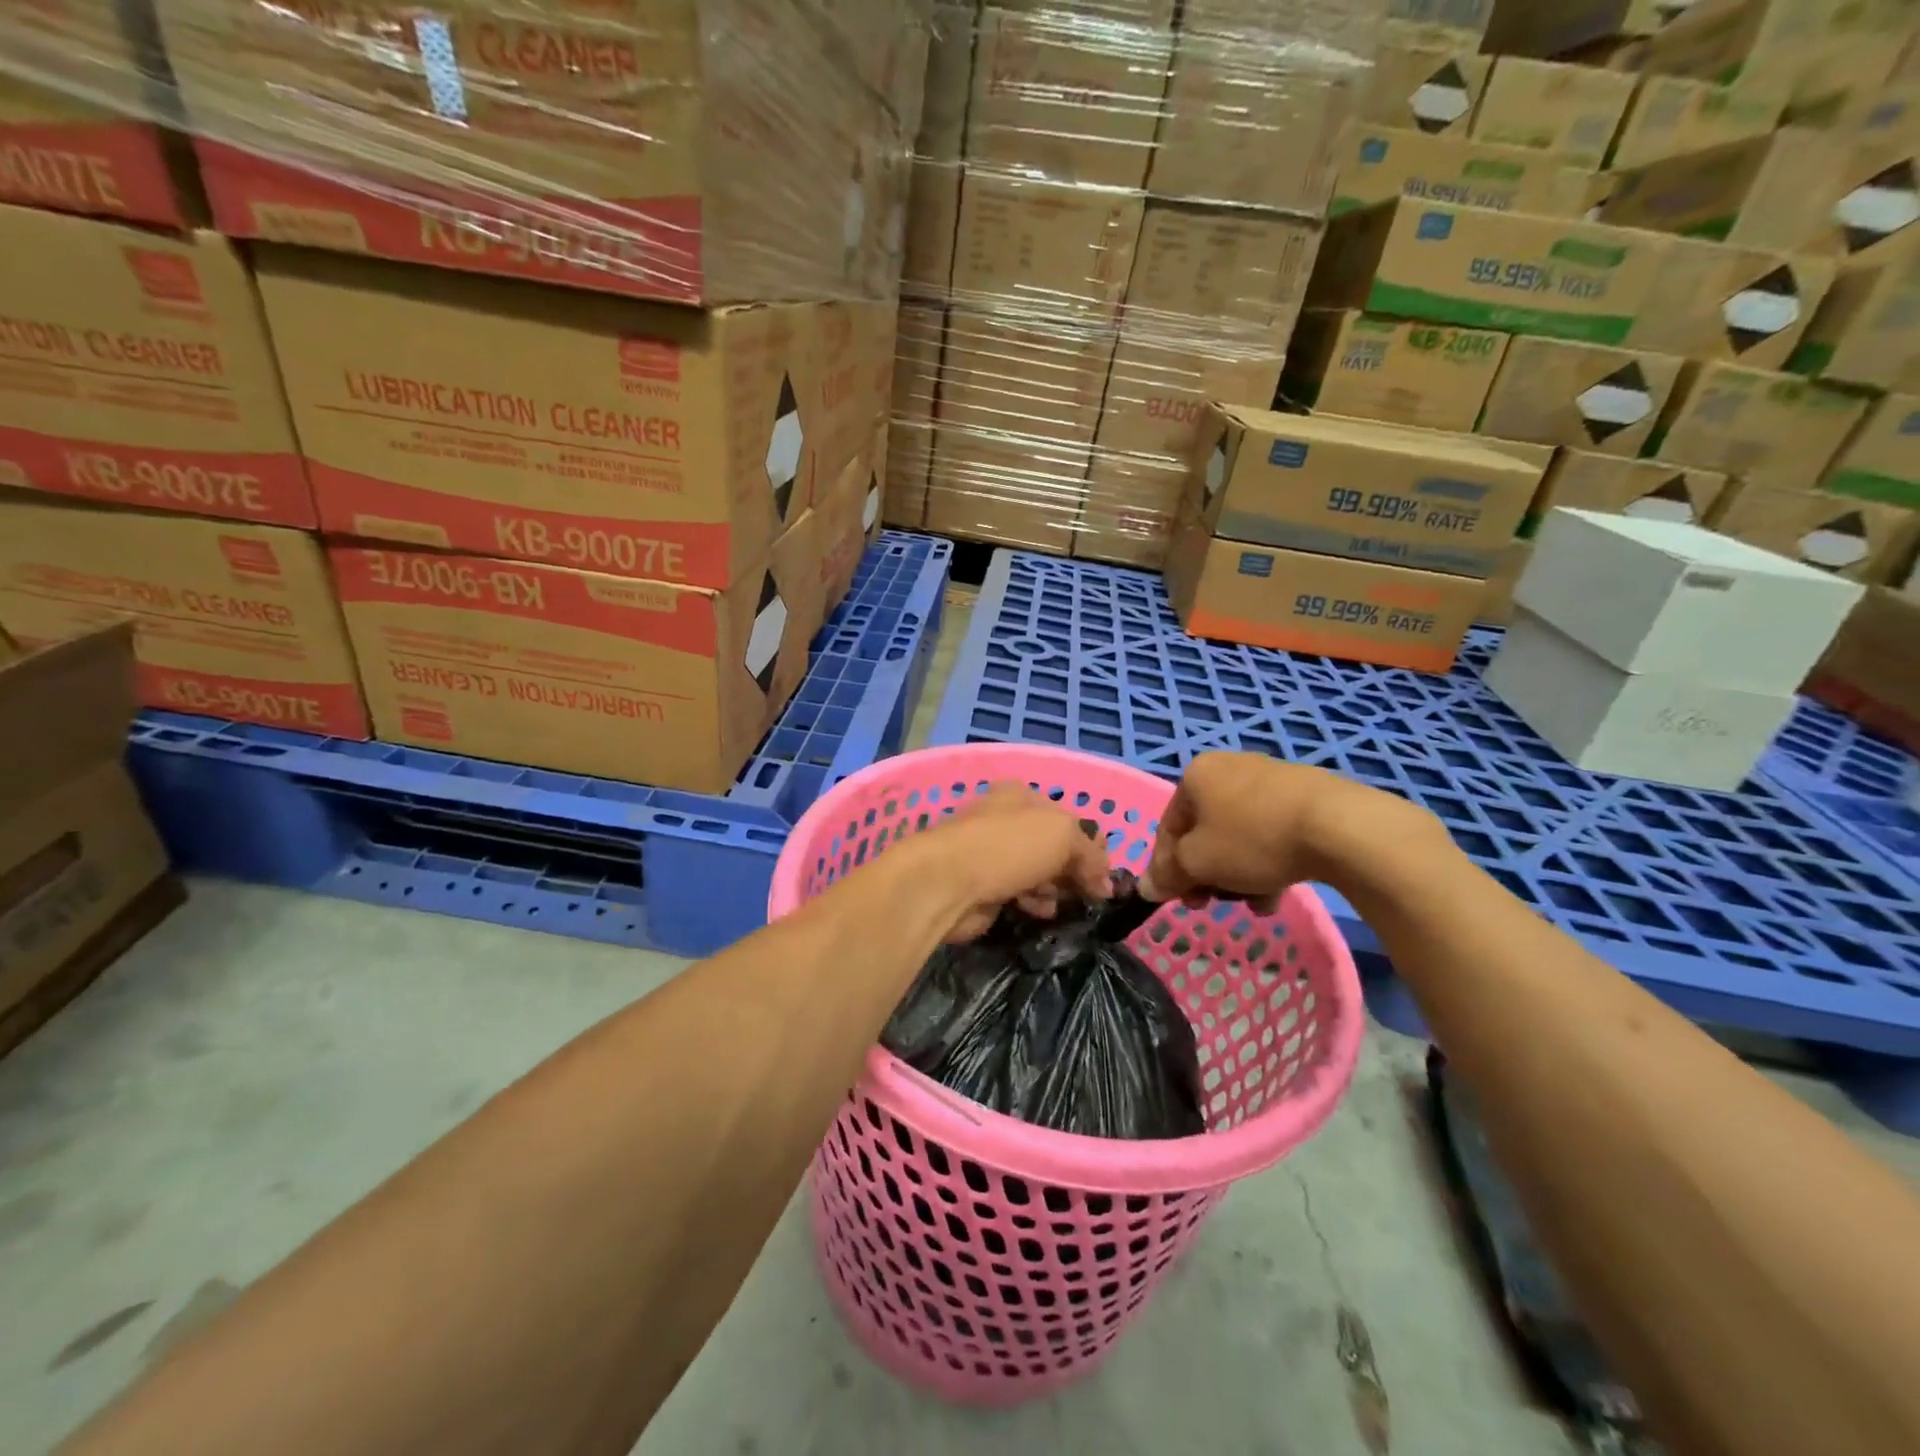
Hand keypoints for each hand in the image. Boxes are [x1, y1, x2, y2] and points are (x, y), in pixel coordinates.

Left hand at [907, 785, 1114, 942]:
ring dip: (1054, 888)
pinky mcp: (983, 886)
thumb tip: (1105, 883)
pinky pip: (1020, 893)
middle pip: (1054, 847)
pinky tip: (1037, 910)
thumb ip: (1090, 854)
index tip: (1106, 874)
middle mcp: (1006, 820)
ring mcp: (992, 854)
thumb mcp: (1062, 836)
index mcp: (1022, 796)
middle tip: (1089, 894)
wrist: (945, 883)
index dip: (1092, 846)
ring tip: (1056, 901)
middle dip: (1073, 870)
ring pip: (1038, 872)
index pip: (1070, 818)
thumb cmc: (1006, 847)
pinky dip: (1033, 901)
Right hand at [1144, 753, 1434, 903]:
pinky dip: (1267, 860)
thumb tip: (1145, 887)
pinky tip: (1277, 891)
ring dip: (1237, 873)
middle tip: (1212, 903)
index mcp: (1196, 775)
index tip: (1176, 900)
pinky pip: (1271, 831)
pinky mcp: (1305, 794)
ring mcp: (1269, 778)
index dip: (1166, 868)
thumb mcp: (1198, 863)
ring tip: (1253, 904)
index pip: (1168, 827)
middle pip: (1204, 831)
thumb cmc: (1252, 839)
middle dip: (1206, 872)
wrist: (1338, 827)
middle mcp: (1228, 768)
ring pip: (1239, 834)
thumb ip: (1168, 874)